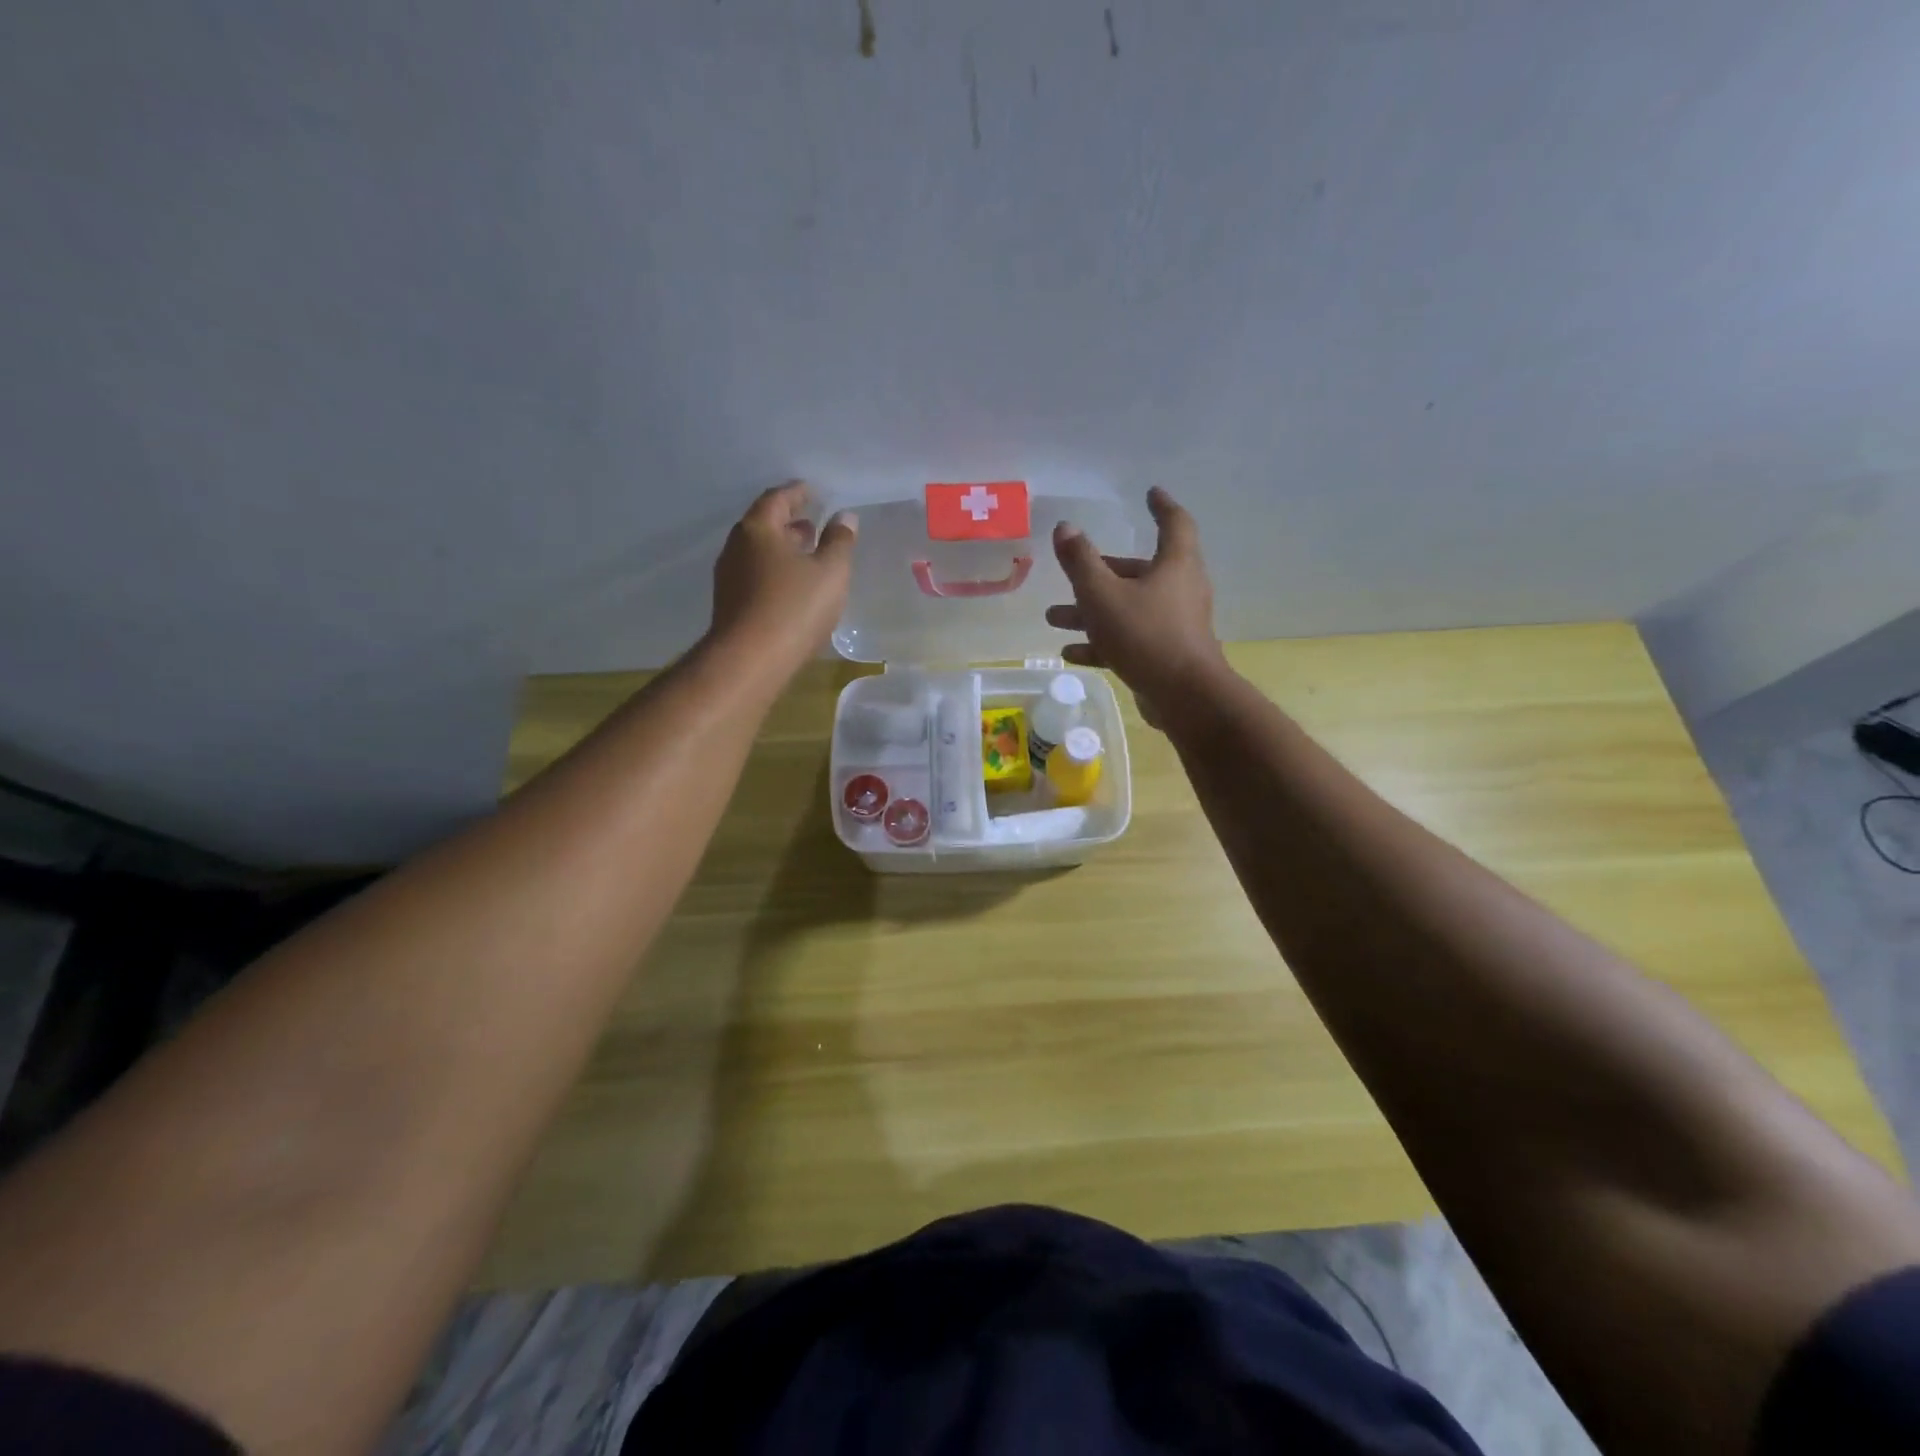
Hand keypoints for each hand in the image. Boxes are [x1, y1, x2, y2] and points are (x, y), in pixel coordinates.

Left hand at [709, 481, 857, 669]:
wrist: (750, 660)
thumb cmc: (794, 607)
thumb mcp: (830, 572)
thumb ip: (839, 541)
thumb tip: (844, 517)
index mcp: (758, 529)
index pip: (777, 498)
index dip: (798, 493)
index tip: (814, 492)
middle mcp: (737, 547)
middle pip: (764, 524)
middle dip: (789, 522)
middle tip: (813, 524)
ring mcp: (729, 577)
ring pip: (759, 552)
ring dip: (782, 548)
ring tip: (807, 555)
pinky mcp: (730, 604)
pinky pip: (755, 575)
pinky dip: (775, 570)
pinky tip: (792, 585)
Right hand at [1046, 487, 1227, 723]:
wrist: (1184, 696)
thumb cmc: (1145, 634)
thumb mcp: (1102, 594)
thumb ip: (1080, 561)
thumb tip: (1065, 527)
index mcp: (1175, 565)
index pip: (1174, 523)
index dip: (1161, 506)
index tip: (1150, 493)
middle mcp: (1180, 589)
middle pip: (1138, 571)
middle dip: (1101, 572)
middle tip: (1072, 575)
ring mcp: (1175, 624)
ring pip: (1128, 608)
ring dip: (1092, 612)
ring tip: (1054, 619)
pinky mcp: (1166, 655)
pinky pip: (1130, 640)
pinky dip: (1102, 642)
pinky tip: (1071, 652)